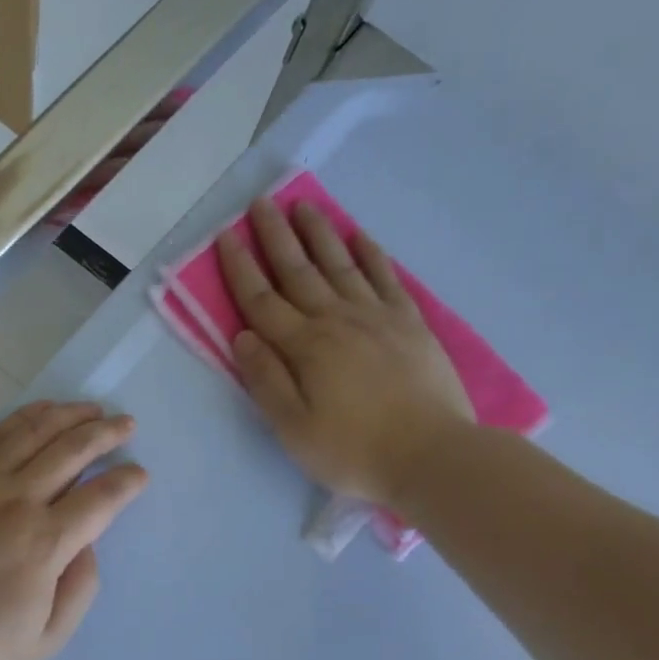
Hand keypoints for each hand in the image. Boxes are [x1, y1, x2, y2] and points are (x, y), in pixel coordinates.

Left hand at [0, 402, 148, 659]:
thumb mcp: (44, 640)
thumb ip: (79, 590)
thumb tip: (88, 543)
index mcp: (45, 543)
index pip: (100, 498)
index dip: (126, 481)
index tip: (138, 473)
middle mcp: (17, 500)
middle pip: (72, 450)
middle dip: (106, 433)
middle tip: (125, 424)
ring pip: (35, 432)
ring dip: (70, 415)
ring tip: (91, 409)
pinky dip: (25, 417)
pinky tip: (42, 411)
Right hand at [219, 199, 474, 507]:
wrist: (432, 456)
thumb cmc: (353, 451)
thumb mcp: (293, 428)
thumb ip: (266, 379)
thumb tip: (242, 336)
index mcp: (304, 347)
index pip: (261, 300)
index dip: (240, 268)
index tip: (225, 236)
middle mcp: (337, 321)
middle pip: (298, 271)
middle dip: (275, 236)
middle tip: (261, 202)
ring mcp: (377, 318)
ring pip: (340, 265)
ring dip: (319, 234)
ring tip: (303, 205)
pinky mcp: (410, 324)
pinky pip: (385, 278)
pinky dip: (370, 254)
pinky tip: (359, 236)